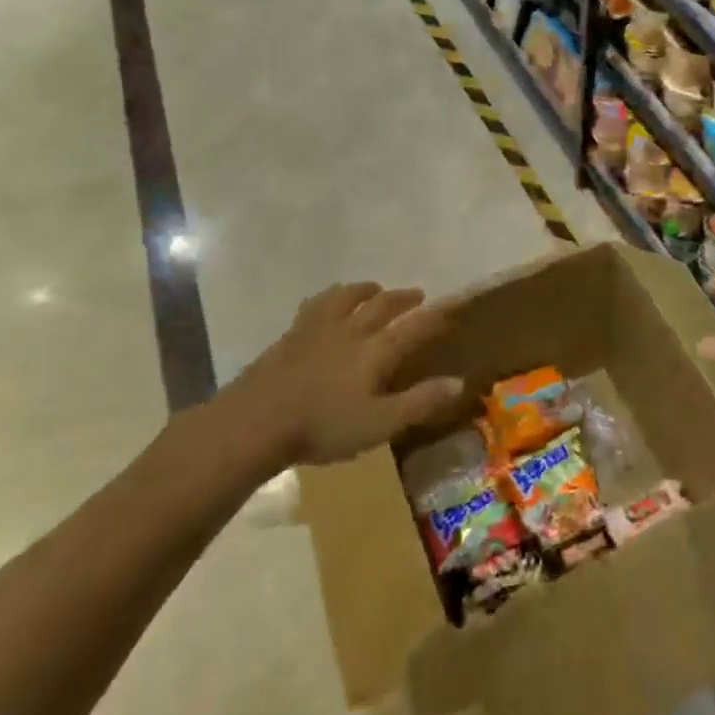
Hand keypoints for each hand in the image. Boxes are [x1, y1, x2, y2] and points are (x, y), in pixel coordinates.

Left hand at [222, 282, 461, 465]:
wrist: (256, 421)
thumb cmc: (322, 427)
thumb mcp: (379, 424)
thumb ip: (419, 402)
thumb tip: (459, 383)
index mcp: (375, 351)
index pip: (413, 327)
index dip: (435, 316)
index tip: (451, 305)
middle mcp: (351, 331)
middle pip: (382, 305)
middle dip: (402, 298)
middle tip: (416, 294)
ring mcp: (318, 329)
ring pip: (347, 297)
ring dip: (365, 290)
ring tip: (374, 287)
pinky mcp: (291, 335)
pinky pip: (316, 304)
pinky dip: (329, 297)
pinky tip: (325, 301)